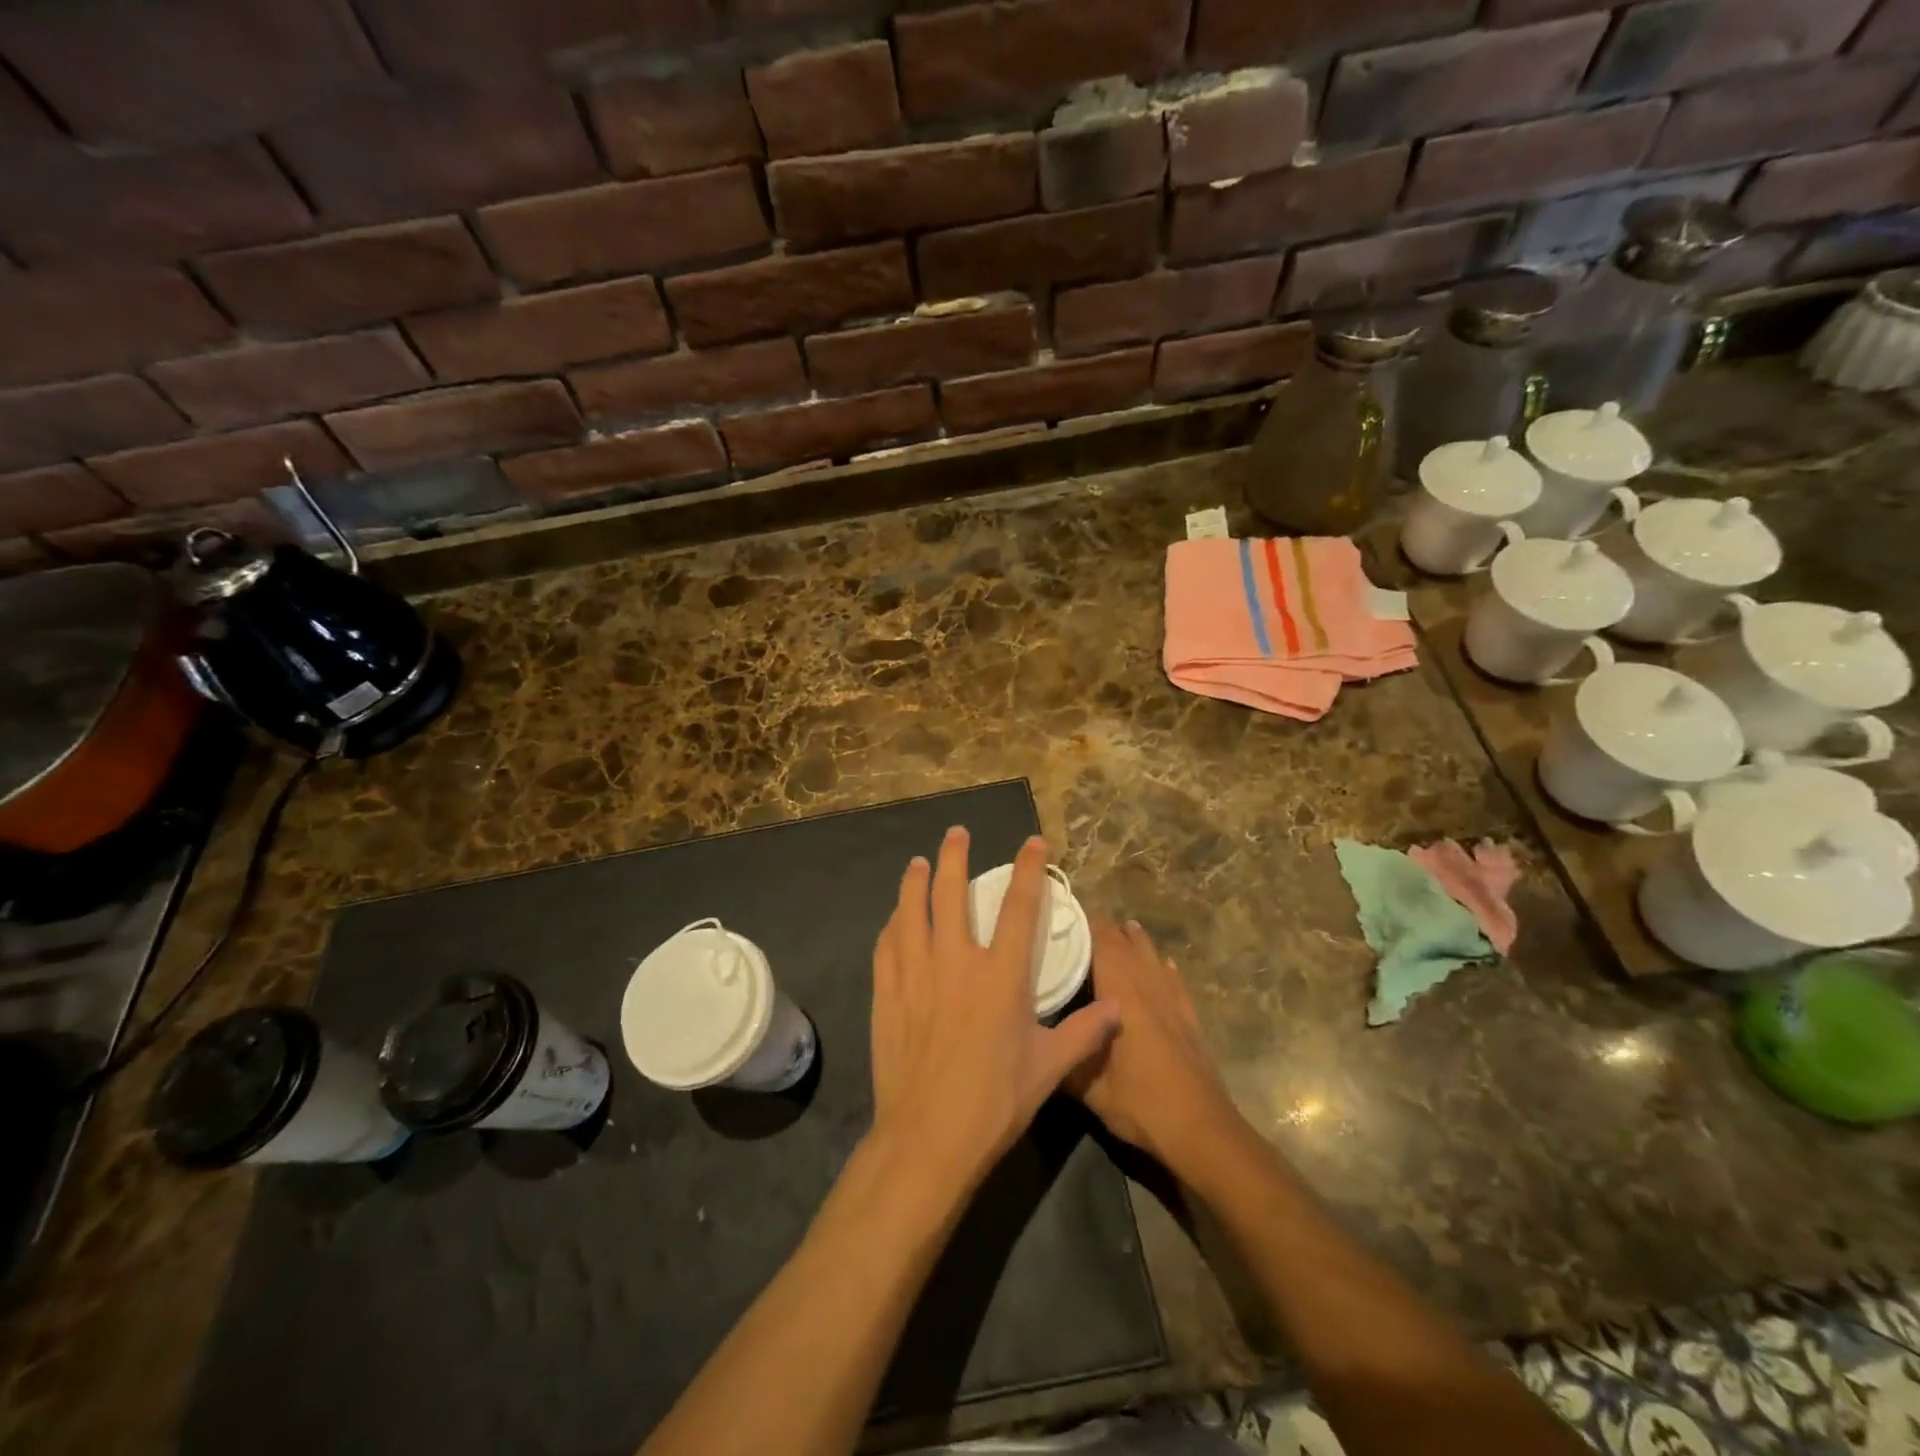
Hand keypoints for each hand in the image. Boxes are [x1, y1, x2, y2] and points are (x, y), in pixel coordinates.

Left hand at [869, 829, 1118, 1193]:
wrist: (928, 1137)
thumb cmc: (995, 1102)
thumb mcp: (1049, 1069)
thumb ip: (1086, 1033)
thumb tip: (1121, 1010)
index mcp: (1000, 975)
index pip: (1019, 907)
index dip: (1028, 870)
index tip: (1032, 842)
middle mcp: (956, 962)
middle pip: (953, 894)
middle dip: (956, 856)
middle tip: (956, 833)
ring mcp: (916, 975)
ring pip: (912, 912)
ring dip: (916, 882)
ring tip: (919, 863)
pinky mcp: (888, 994)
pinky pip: (887, 946)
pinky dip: (892, 926)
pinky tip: (894, 919)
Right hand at [1066, 918, 1241, 1167]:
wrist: (1203, 1131)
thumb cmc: (1142, 1104)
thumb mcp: (1089, 1089)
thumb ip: (1065, 1059)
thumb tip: (1041, 1041)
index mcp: (1122, 996)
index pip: (1103, 944)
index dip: (1086, 925)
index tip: (1065, 914)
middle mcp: (1148, 989)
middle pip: (1128, 946)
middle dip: (1107, 931)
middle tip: (1083, 924)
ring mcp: (1173, 1003)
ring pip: (1153, 959)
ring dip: (1137, 942)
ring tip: (1125, 927)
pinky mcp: (1190, 1020)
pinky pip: (1175, 982)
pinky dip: (1165, 968)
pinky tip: (1164, 964)